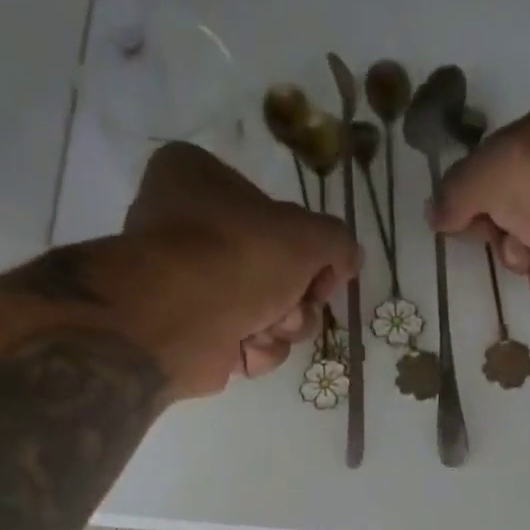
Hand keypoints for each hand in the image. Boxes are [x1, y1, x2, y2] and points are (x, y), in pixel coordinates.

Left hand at [122, 142, 359, 398]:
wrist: (179, 321)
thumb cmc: (237, 257)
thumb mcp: (307, 234)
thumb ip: (338, 241)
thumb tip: (350, 259)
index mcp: (200, 180)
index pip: (275, 214)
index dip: (308, 249)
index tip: (321, 270)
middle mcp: (190, 229)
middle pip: (277, 272)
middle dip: (296, 298)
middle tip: (292, 304)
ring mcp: (191, 287)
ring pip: (268, 313)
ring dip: (281, 326)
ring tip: (265, 326)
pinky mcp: (196, 336)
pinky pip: (246, 343)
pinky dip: (255, 350)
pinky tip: (245, 346)